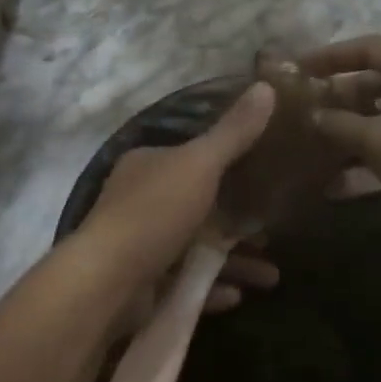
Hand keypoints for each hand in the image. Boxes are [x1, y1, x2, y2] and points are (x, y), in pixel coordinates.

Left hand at [78, 82, 278, 298]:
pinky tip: (240, 295)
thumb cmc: (154, 213)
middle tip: (273, 232)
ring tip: (272, 276)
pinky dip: (213, 287)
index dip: (231, 165)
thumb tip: (266, 86)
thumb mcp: (199, 165)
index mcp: (148, 165)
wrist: (108, 282)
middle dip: (240, 221)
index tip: (268, 178)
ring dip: (235, 260)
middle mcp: (141, 201)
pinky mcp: (143, 285)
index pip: (194, 158)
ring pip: (197, 249)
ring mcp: (141, 245)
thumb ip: (233, 133)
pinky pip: (186, 284)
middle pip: (200, 206)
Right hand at [300, 35, 380, 232]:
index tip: (299, 68)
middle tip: (306, 108)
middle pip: (378, 80)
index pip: (369, 47)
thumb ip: (342, 124)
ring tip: (316, 143)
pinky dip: (375, 155)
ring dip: (354, 129)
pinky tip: (339, 182)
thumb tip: (315, 115)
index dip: (330, 57)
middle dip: (340, 97)